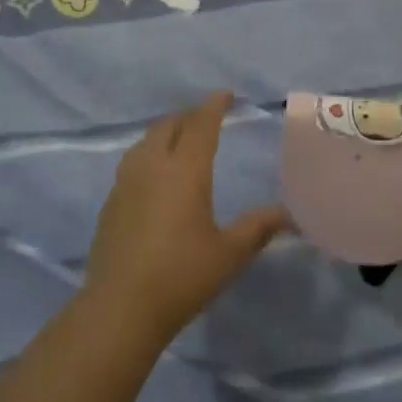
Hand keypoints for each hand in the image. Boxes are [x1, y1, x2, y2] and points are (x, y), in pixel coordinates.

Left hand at [83, 92, 288, 343]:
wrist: (121, 306)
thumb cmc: (182, 275)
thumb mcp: (229, 253)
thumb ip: (259, 227)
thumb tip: (290, 214)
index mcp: (184, 170)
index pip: (201, 125)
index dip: (214, 105)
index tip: (226, 95)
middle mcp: (152, 166)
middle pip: (169, 126)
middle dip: (189, 116)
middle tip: (206, 118)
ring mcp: (126, 182)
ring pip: (146, 141)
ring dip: (165, 132)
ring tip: (180, 140)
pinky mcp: (110, 202)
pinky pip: (133, 162)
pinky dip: (149, 155)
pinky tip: (155, 176)